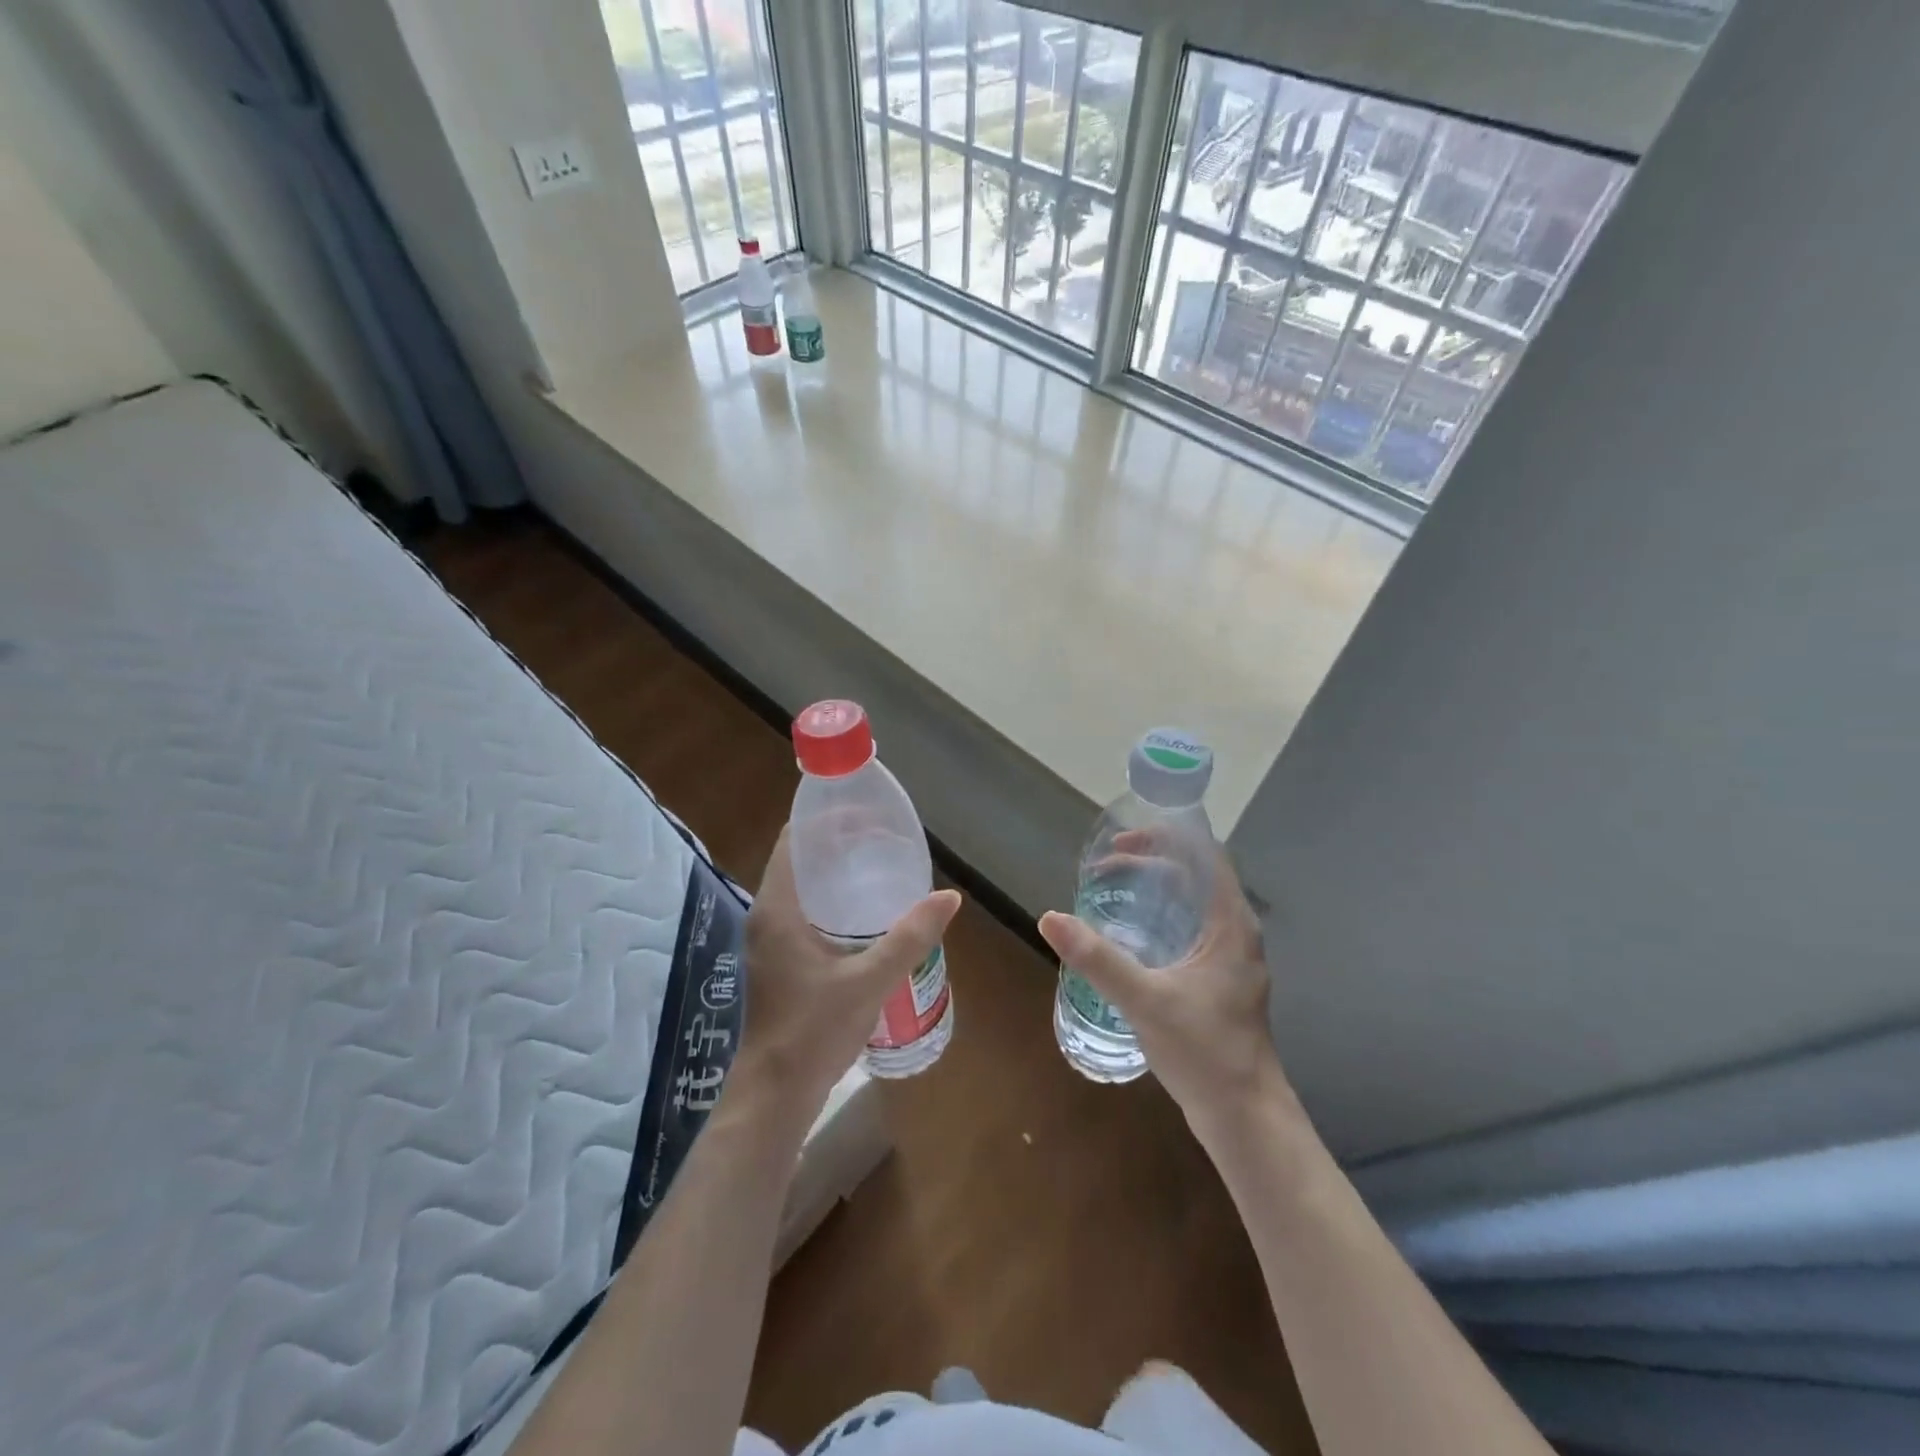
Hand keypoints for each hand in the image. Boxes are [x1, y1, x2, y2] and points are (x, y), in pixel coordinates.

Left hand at [734, 825, 960, 1119]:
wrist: (776, 1093)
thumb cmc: (815, 1030)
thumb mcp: (869, 980)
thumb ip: (909, 937)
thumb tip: (949, 897)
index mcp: (777, 909)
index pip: (792, 841)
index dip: (824, 820)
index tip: (863, 811)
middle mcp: (767, 917)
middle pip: (799, 861)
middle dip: (837, 844)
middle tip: (882, 837)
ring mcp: (770, 942)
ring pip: (802, 889)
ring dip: (835, 874)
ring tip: (879, 866)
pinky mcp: (779, 962)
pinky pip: (804, 914)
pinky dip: (832, 901)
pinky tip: (866, 913)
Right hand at [1038, 837, 1285, 1142]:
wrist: (1245, 1119)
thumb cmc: (1205, 1052)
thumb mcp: (1146, 1000)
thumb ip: (1099, 959)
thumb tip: (1050, 919)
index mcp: (1231, 925)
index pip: (1205, 857)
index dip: (1165, 839)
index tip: (1121, 840)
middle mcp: (1235, 933)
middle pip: (1195, 877)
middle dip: (1149, 864)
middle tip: (1102, 868)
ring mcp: (1228, 959)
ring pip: (1190, 906)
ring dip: (1152, 891)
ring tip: (1109, 892)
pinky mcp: (1218, 982)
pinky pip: (1187, 931)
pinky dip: (1157, 918)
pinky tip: (1127, 936)